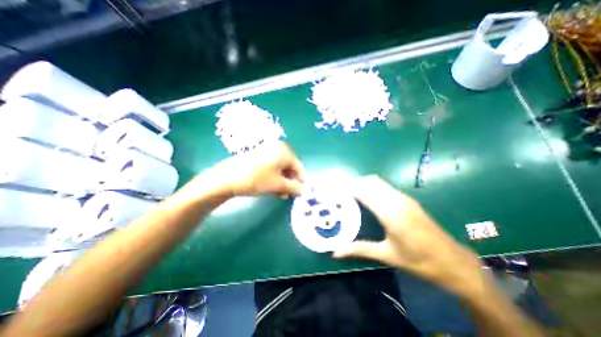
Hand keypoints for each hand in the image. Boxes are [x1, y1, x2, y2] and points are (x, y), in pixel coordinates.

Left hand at [206, 141, 305, 198]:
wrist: (226, 177)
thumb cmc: (257, 179)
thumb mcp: (278, 185)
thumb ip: (295, 187)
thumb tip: (306, 191)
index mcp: (284, 151)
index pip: (299, 167)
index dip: (302, 181)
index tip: (302, 193)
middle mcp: (277, 148)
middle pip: (290, 167)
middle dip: (291, 182)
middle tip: (290, 195)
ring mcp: (266, 151)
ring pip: (280, 168)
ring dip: (283, 182)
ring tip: (281, 194)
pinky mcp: (258, 156)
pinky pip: (272, 167)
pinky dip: (274, 177)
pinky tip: (273, 188)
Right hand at [334, 175, 487, 298]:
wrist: (454, 262)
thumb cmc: (419, 261)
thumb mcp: (387, 255)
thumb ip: (359, 249)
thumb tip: (336, 252)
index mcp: (391, 214)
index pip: (364, 191)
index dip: (349, 188)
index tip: (336, 192)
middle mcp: (397, 201)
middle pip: (370, 182)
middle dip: (354, 184)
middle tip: (341, 194)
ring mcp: (404, 198)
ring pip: (378, 182)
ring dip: (363, 184)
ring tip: (351, 195)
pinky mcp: (408, 199)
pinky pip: (385, 186)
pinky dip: (372, 187)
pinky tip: (368, 198)